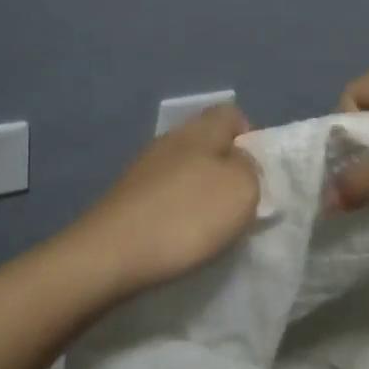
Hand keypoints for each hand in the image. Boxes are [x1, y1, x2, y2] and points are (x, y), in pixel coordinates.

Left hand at [68, 104, 260, 297]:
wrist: (110, 254)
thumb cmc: (186, 216)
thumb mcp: (242, 190)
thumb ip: (251, 169)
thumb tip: (240, 162)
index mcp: (200, 130)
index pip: (232, 114)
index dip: (250, 138)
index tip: (258, 174)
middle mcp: (170, 140)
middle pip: (208, 143)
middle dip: (226, 169)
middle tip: (239, 204)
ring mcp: (144, 168)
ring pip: (186, 169)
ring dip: (202, 193)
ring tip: (211, 226)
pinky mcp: (128, 197)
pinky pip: (165, 194)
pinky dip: (178, 211)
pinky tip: (180, 237)